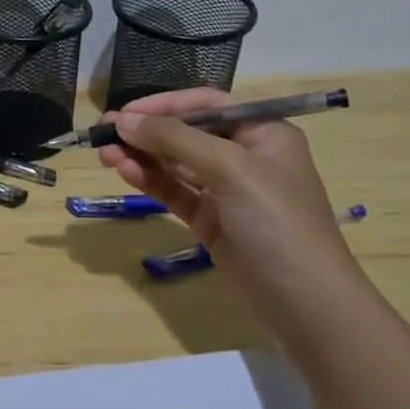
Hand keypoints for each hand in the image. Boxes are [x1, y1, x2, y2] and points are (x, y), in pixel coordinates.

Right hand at [99, 89, 364, 310]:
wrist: (305, 304)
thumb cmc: (276, 222)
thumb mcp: (230, 169)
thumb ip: (175, 140)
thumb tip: (124, 121)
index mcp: (263, 133)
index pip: (208, 104)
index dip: (165, 104)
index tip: (126, 111)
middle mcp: (246, 157)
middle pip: (187, 132)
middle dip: (146, 131)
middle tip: (103, 132)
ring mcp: (227, 191)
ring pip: (175, 163)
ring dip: (141, 156)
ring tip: (104, 154)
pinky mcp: (211, 221)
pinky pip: (174, 191)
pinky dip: (150, 180)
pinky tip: (125, 172)